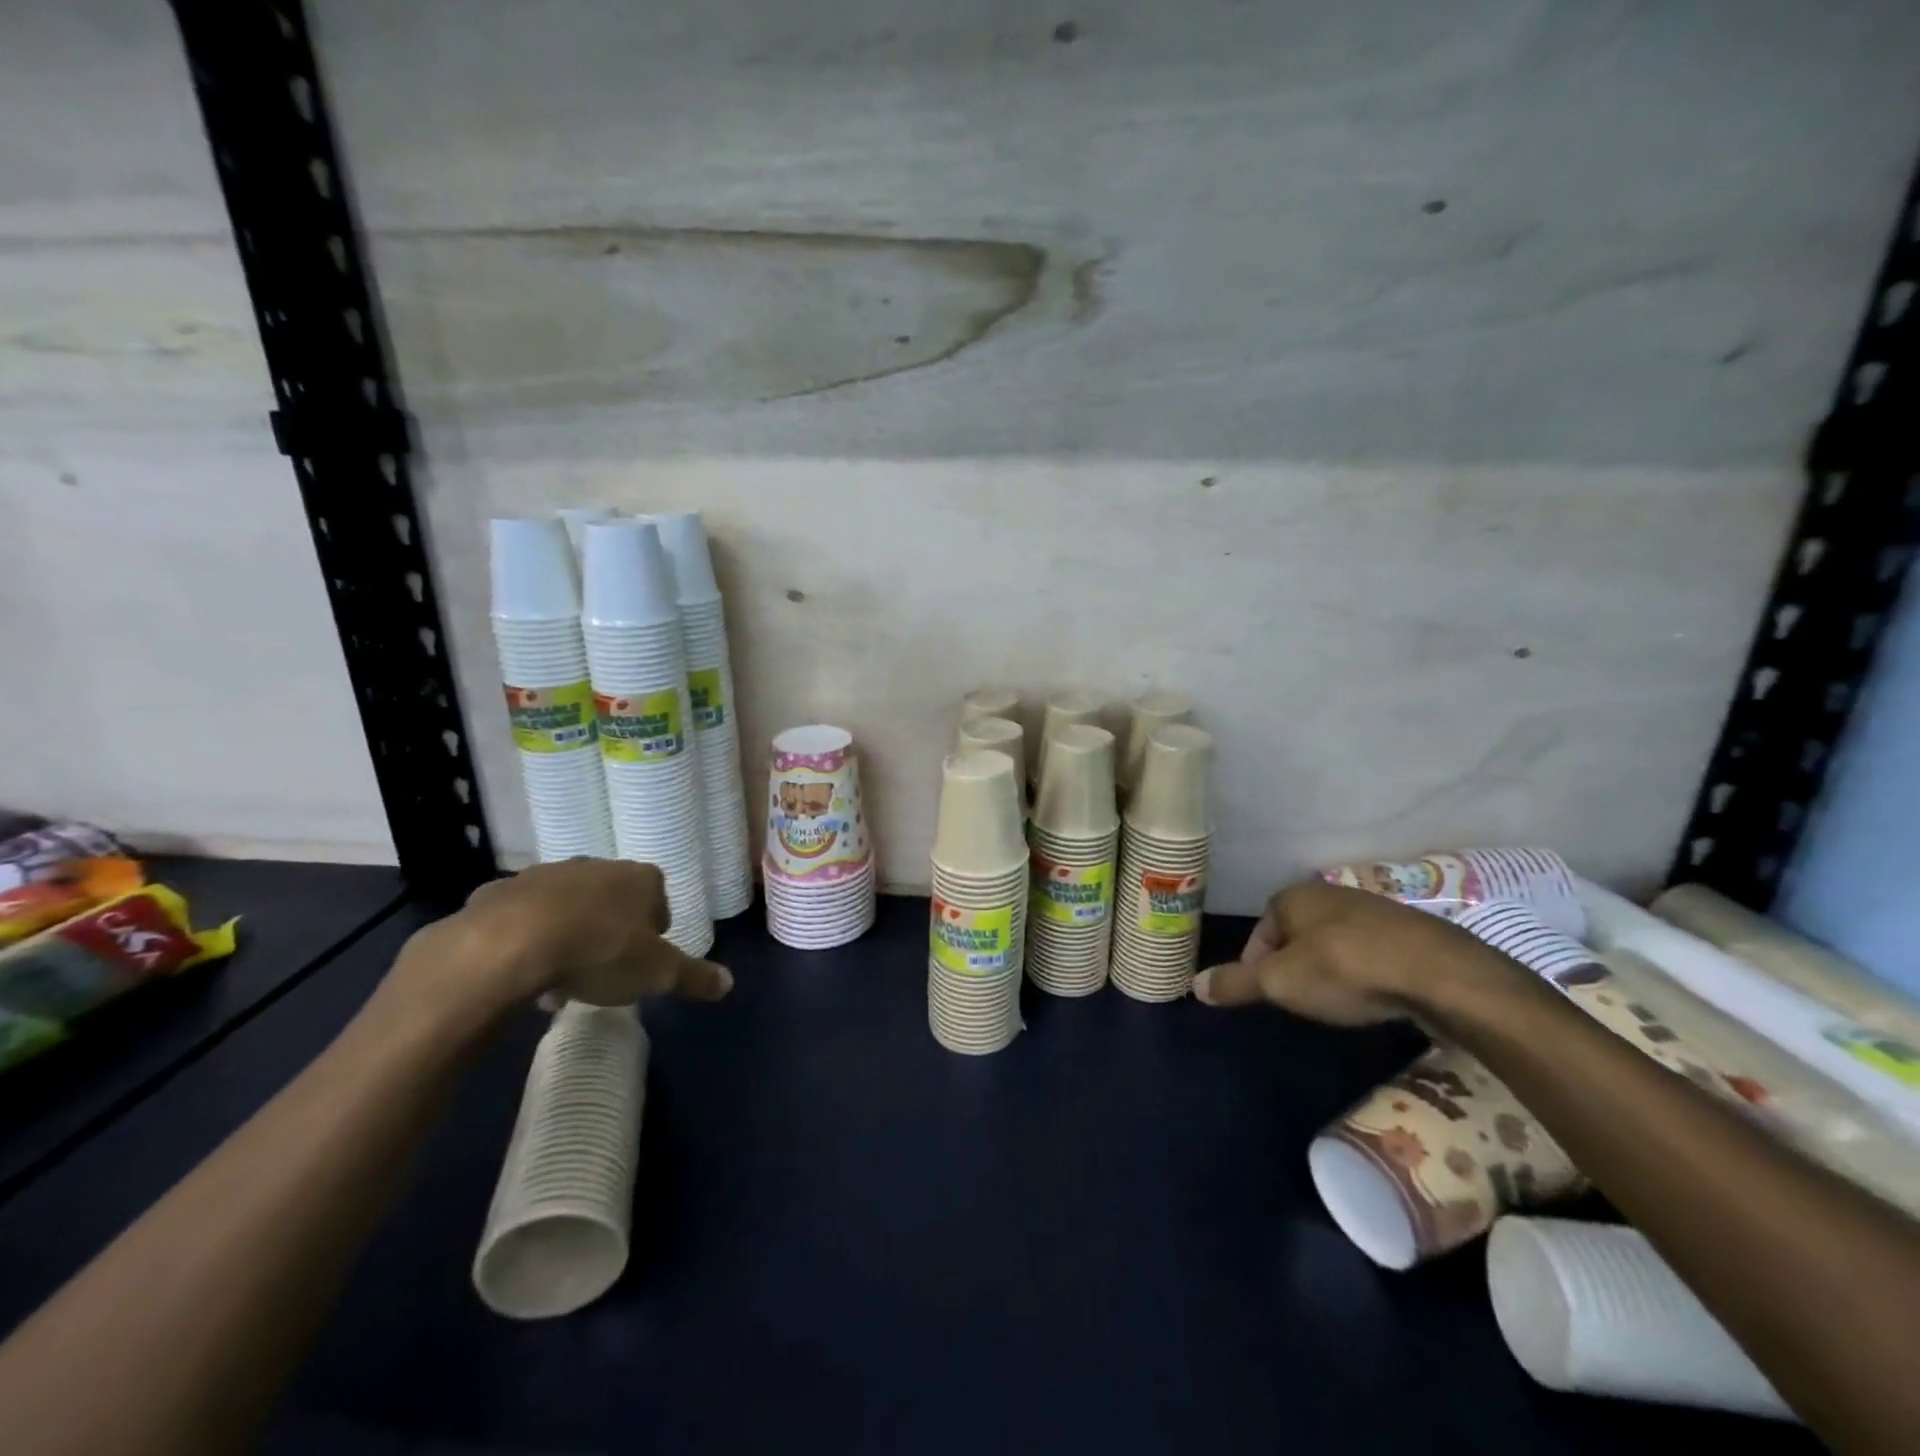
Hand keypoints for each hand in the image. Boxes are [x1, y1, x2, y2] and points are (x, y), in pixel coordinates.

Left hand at [396, 859, 732, 1015]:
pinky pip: (520, 916)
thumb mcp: (656, 973)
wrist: (509, 944)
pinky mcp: (500, 891)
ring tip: (560, 975)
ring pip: (566, 904)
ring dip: (568, 931)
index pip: (658, 898)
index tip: (644, 959)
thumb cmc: (599, 951)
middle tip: (604, 967)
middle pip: (612, 898)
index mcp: (640, 878)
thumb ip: (693, 976)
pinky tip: (520, 968)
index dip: (654, 929)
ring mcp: (546, 875)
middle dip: (610, 928)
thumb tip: (729, 984)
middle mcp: (597, 866)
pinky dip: (524, 936)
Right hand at [1192, 879, 1493, 1024]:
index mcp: (1293, 897)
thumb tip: (1194, 985)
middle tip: (1298, 1000)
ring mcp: (1373, 909)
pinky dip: (1365, 970)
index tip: (1265, 994)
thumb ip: (1236, 983)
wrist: (1437, 973)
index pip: (1261, 930)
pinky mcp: (1410, 931)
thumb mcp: (1279, 983)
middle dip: (1293, 964)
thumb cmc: (1343, 970)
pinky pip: (1371, 950)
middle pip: (1297, 934)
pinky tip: (1374, 995)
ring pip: (1335, 940)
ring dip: (1330, 967)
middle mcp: (1330, 894)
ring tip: (1336, 1001)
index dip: (1256, 964)